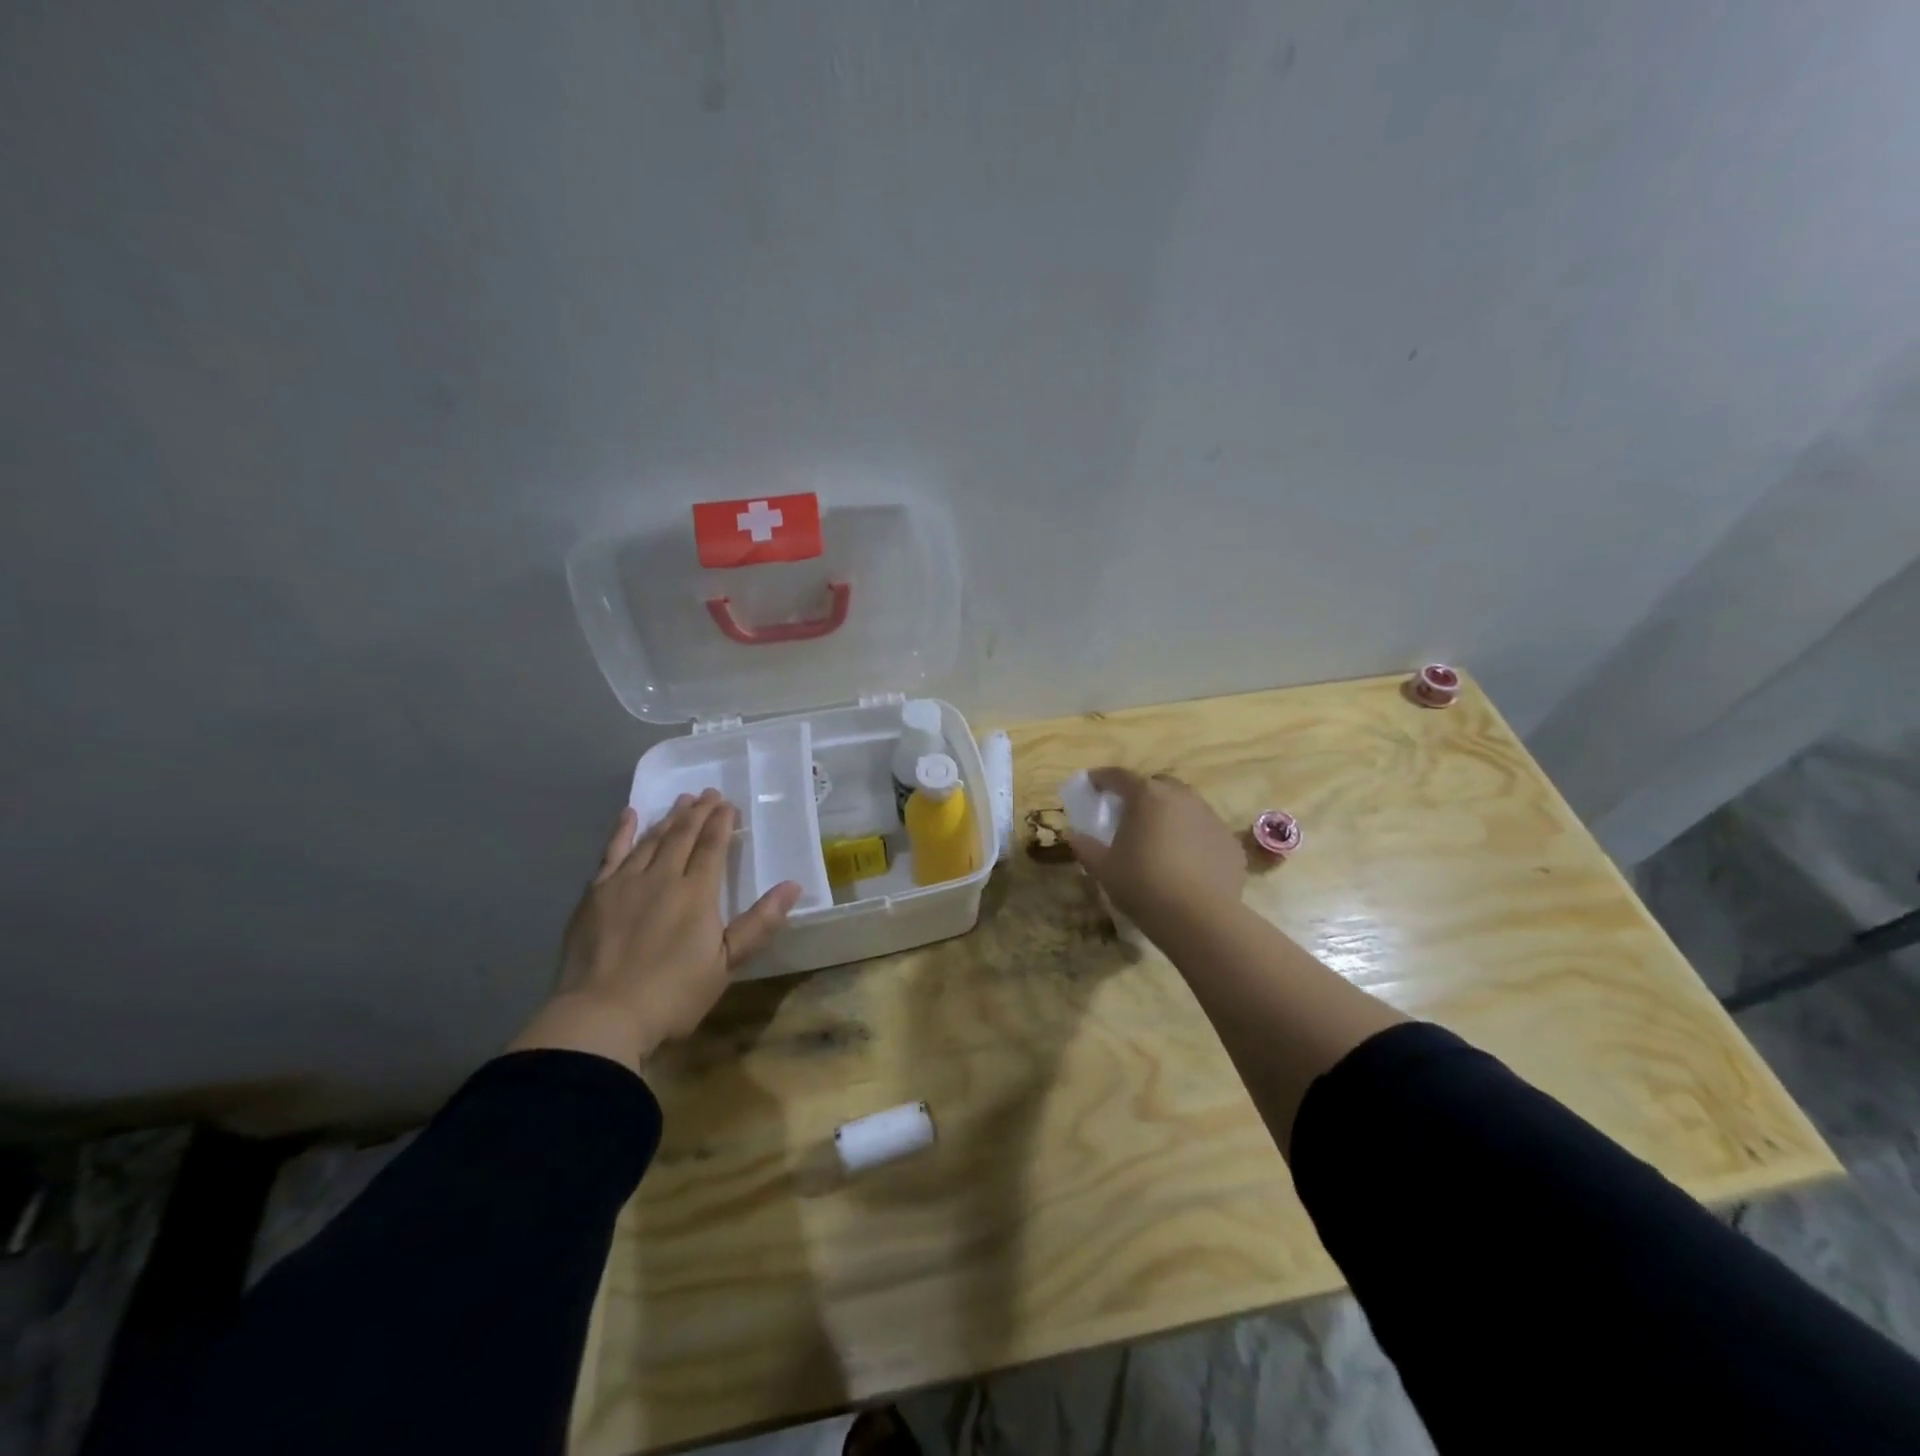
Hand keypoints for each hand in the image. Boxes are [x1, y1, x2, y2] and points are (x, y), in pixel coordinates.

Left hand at [510, 791, 801, 1071]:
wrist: (602, 1016)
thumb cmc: (673, 995)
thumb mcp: (726, 964)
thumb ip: (758, 923)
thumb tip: (793, 886)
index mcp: (697, 893)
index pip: (712, 847)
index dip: (721, 823)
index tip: (729, 805)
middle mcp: (662, 877)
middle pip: (683, 835)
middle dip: (698, 812)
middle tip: (709, 794)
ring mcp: (625, 882)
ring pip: (651, 839)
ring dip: (669, 818)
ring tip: (681, 801)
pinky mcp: (596, 894)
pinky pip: (612, 853)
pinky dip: (622, 832)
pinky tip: (630, 815)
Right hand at [1069, 768, 1244, 936]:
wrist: (1199, 918)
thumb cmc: (1143, 884)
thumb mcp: (1103, 868)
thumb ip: (1085, 846)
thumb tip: (1075, 835)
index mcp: (1147, 796)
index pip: (1119, 776)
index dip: (1102, 778)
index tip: (1092, 784)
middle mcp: (1182, 797)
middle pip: (1158, 784)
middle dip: (1142, 792)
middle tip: (1129, 812)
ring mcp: (1211, 818)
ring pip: (1186, 805)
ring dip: (1170, 814)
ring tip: (1159, 838)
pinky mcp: (1230, 842)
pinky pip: (1205, 831)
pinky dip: (1192, 837)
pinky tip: (1186, 861)